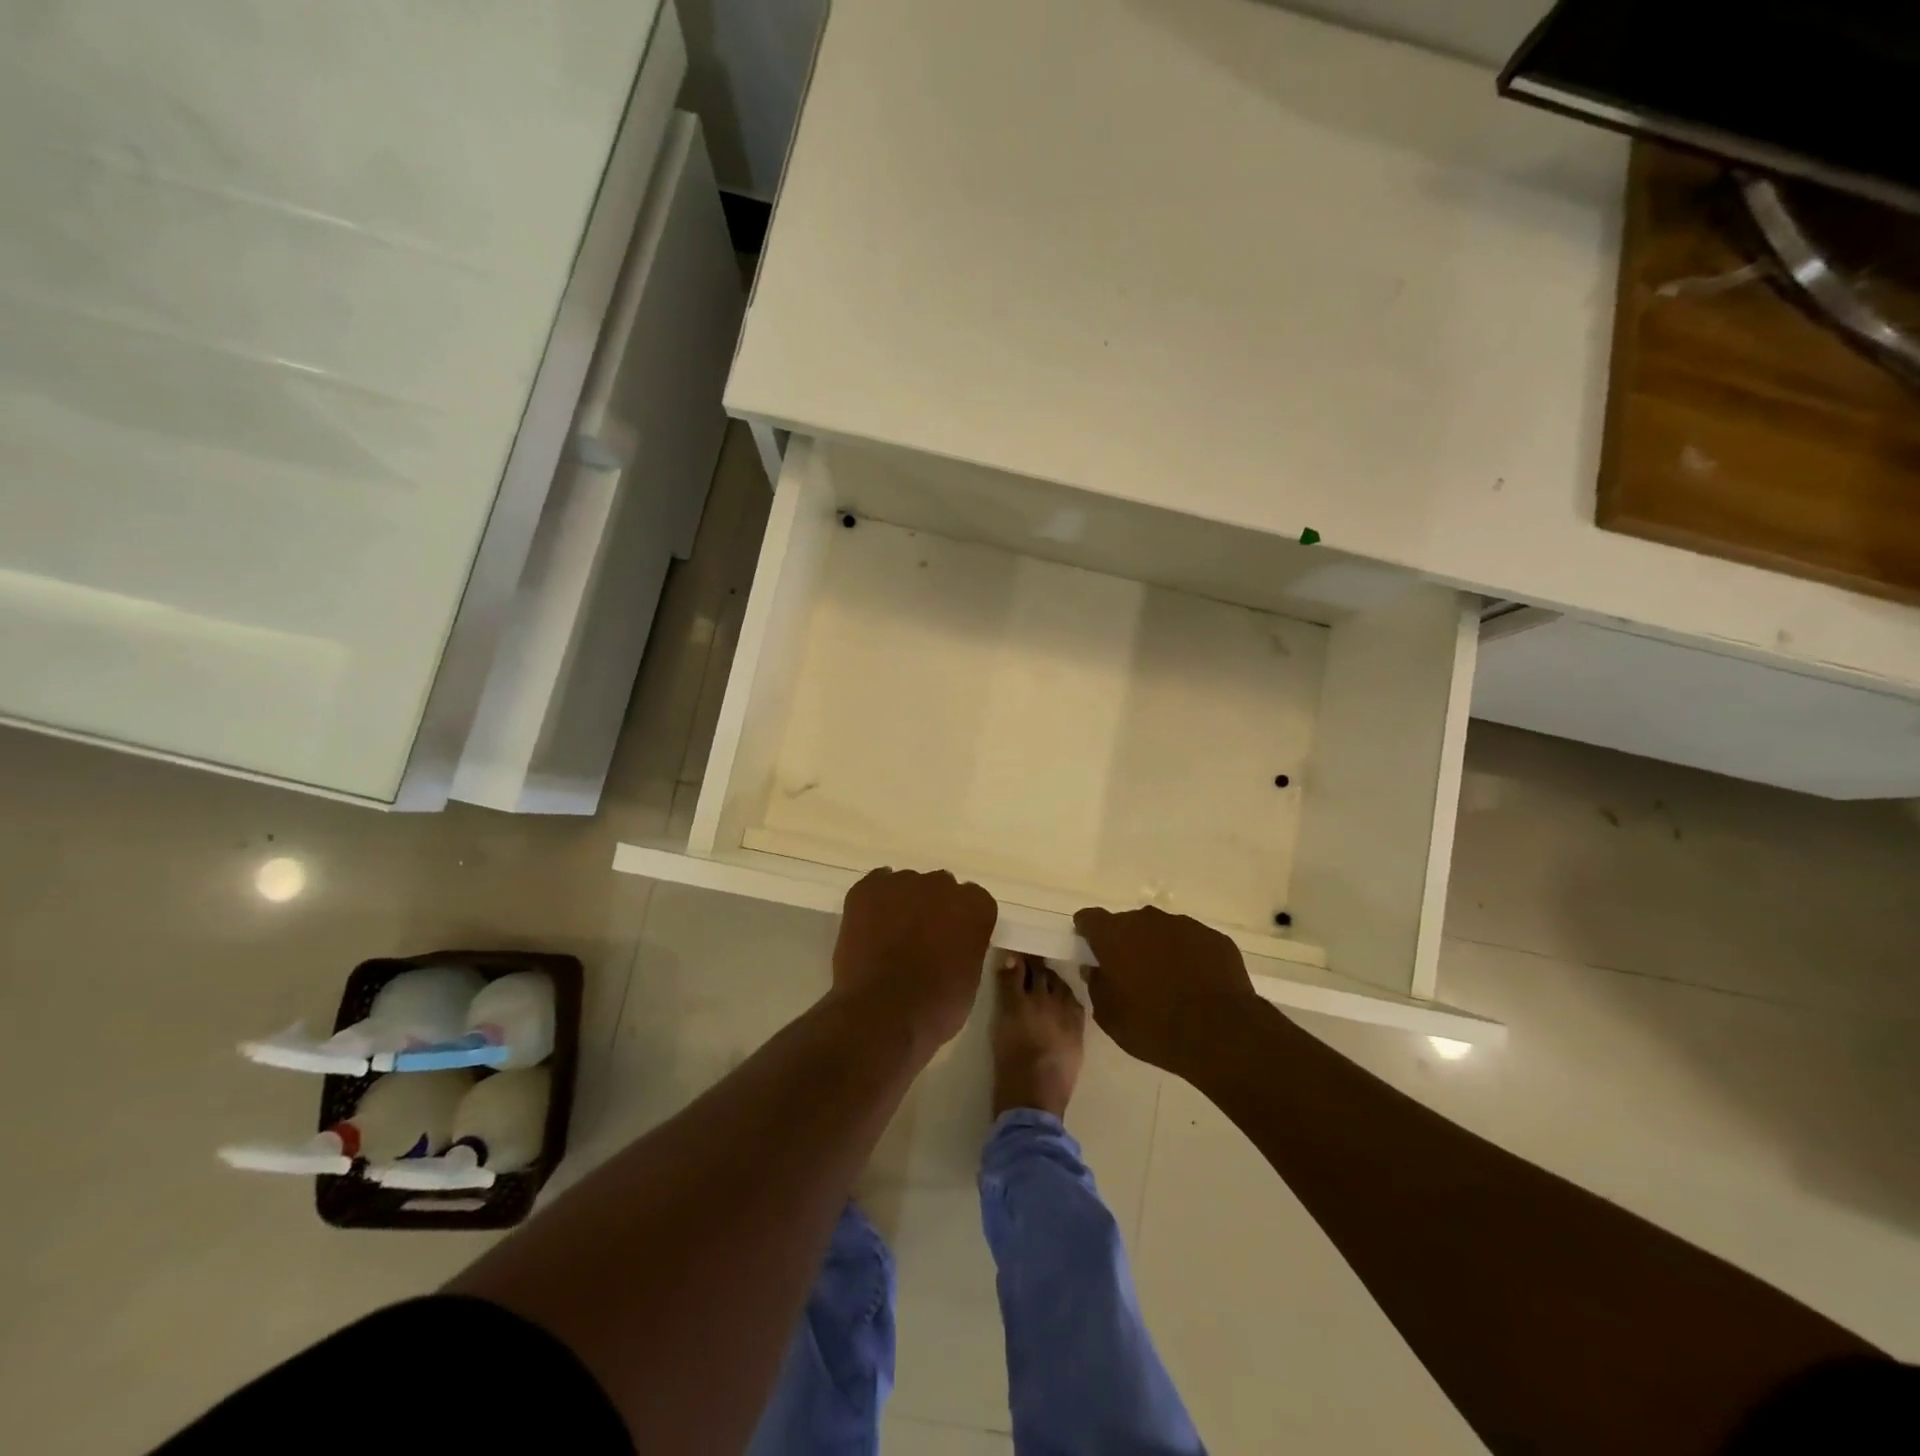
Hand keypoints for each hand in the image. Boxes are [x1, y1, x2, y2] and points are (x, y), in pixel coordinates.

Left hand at [834, 868, 996, 1051]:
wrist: (882, 1013)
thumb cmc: (936, 1007)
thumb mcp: (970, 979)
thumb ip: (967, 947)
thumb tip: (953, 944)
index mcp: (975, 906)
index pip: (974, 901)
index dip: (962, 923)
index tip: (952, 942)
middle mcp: (942, 884)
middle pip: (940, 888)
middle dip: (933, 909)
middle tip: (922, 940)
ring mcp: (902, 883)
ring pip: (906, 886)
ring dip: (903, 905)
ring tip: (890, 938)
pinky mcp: (867, 889)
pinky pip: (875, 885)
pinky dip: (874, 902)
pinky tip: (871, 925)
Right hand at [1073, 906, 1263, 1077]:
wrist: (1222, 1033)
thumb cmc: (1155, 1026)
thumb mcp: (1110, 1016)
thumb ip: (1096, 986)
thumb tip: (1095, 970)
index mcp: (1115, 934)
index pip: (1090, 918)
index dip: (1088, 933)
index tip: (1091, 951)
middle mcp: (1147, 920)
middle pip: (1128, 924)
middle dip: (1126, 943)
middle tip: (1132, 975)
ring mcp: (1184, 925)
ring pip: (1162, 931)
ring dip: (1159, 949)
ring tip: (1169, 982)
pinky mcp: (1214, 938)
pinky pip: (1193, 943)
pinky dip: (1189, 957)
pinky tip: (1197, 985)